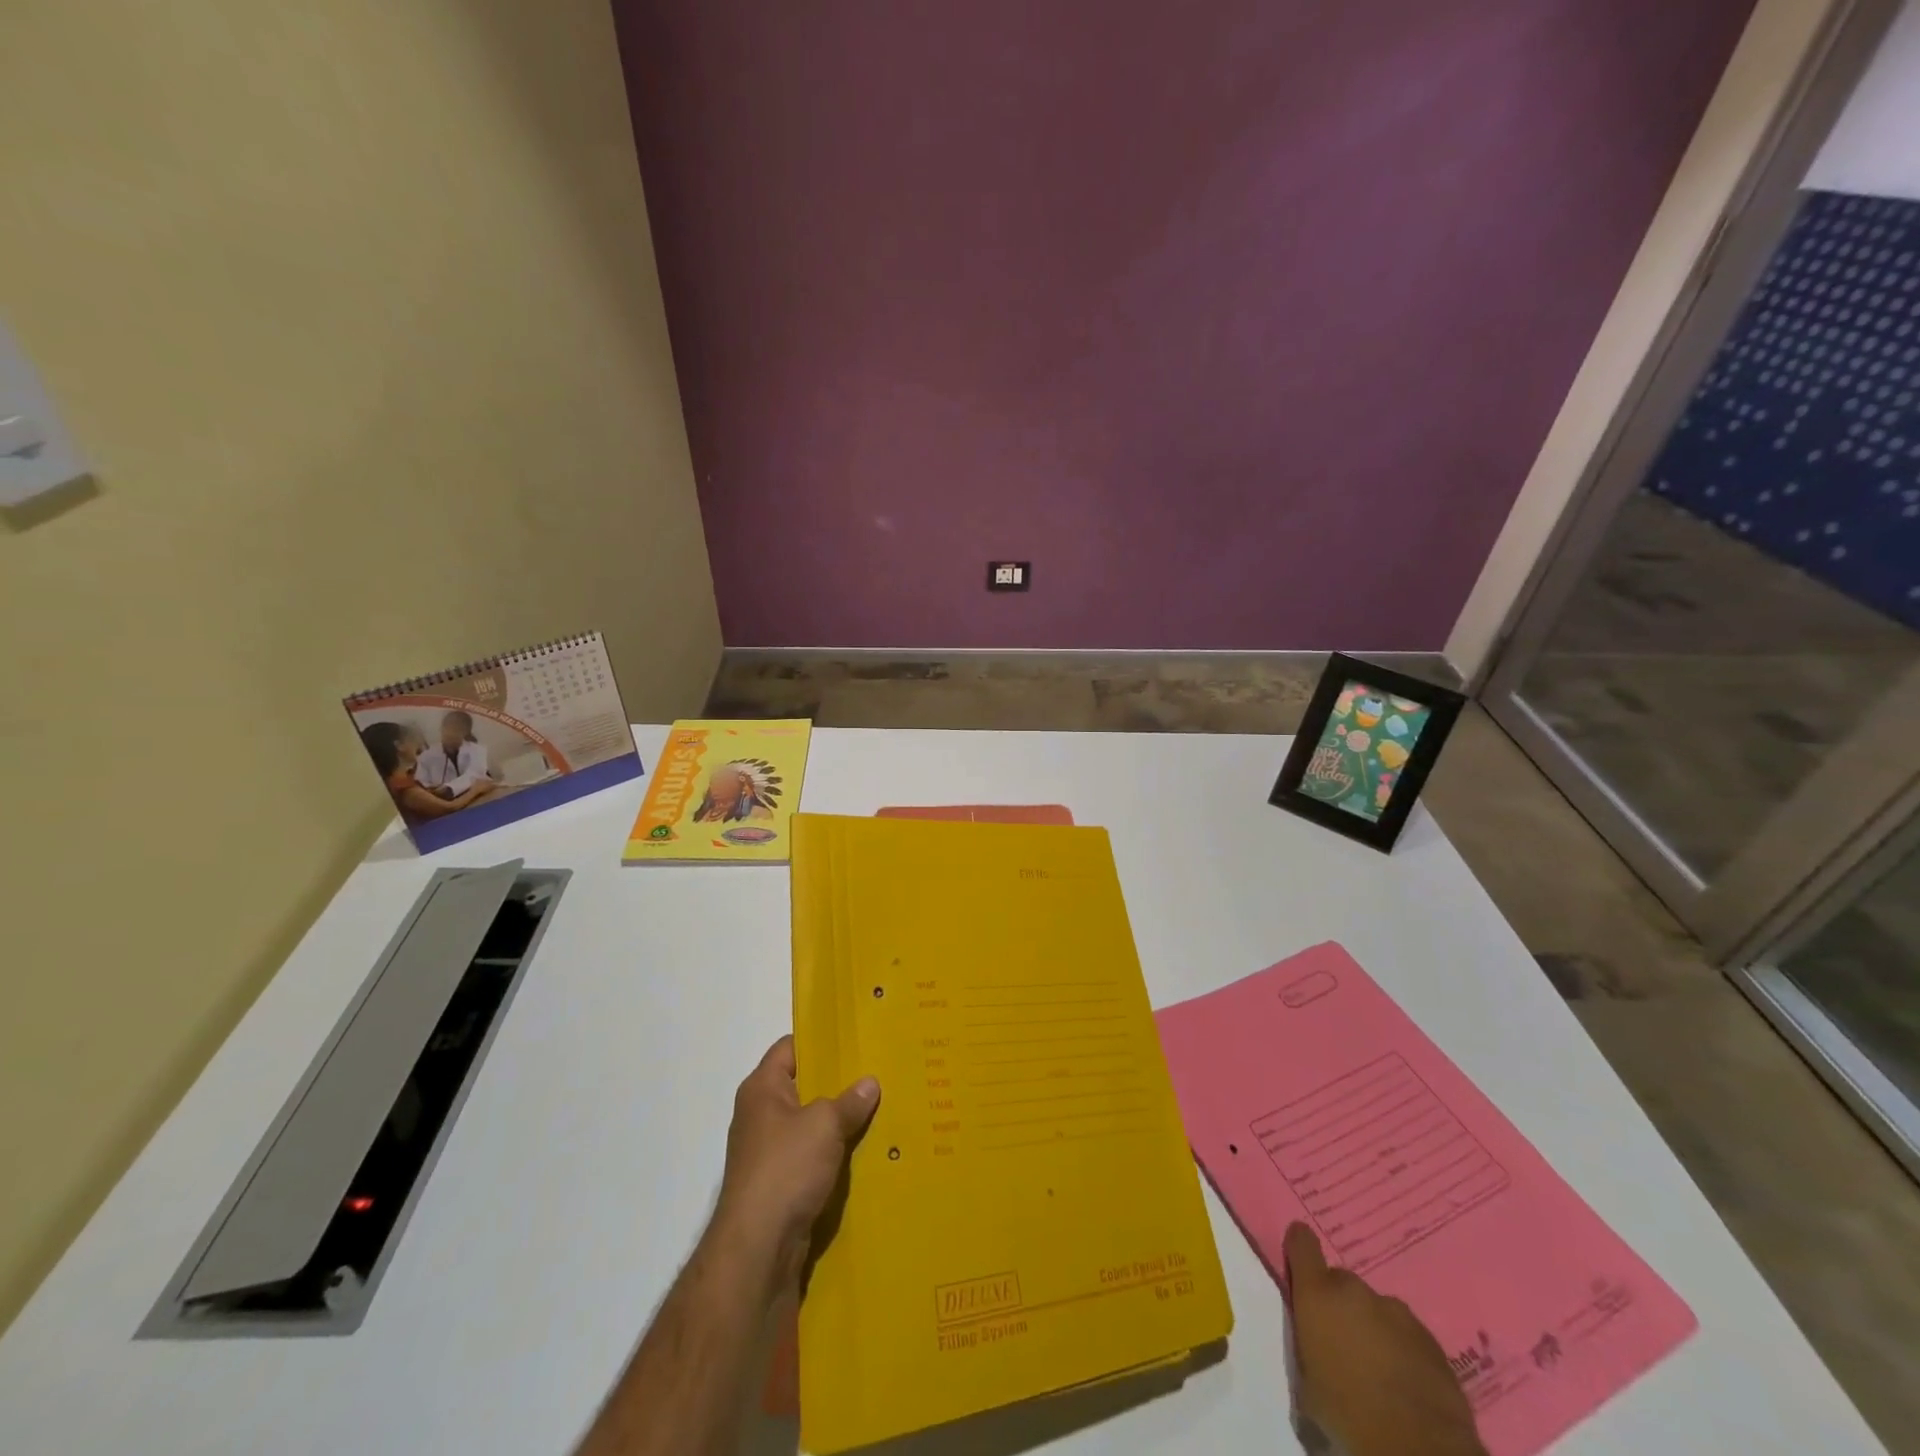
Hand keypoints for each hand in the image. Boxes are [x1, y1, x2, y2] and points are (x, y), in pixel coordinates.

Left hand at [714, 1037, 879, 1286]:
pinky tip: (867, 1151)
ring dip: (840, 1122)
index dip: (820, 1040)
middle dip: (838, 1082)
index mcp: (762, 1089)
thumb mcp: (824, 1125)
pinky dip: (835, 1154)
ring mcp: (769, 1152)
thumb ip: (849, 1100)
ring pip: (811, 1125)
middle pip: (803, 1086)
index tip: (855, 1036)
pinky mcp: (780, 1185)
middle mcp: (761, 1115)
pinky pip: (813, 1158)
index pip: (790, 1047)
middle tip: (877, 1071)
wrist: (758, 1250)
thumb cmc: (785, 1169)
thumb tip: (870, 1083)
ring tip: (881, 1108)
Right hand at [1284, 1224, 1487, 1455]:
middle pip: (1341, 1282)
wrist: (1419, 1448)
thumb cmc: (1347, 1413)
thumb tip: (1314, 1344)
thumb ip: (1306, 1345)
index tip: (1300, 1263)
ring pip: (1377, 1309)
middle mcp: (1355, 1291)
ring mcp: (1397, 1312)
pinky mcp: (1430, 1340)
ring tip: (1379, 1368)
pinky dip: (1402, 1349)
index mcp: (1318, 1293)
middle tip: (1343, 1343)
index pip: (1302, 1242)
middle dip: (1340, 1305)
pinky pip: (1406, 1334)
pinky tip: (1405, 1382)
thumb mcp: (1306, 1382)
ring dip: (1373, 1327)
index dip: (1299, 1248)